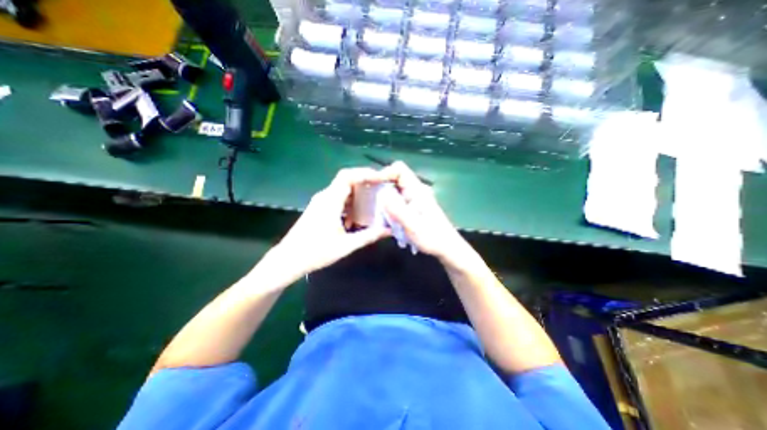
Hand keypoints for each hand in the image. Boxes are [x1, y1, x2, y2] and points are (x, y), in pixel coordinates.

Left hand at [272, 167, 391, 276]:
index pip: (347, 176)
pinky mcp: (318, 209)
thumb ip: (369, 236)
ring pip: (342, 191)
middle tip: (380, 190)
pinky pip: (337, 200)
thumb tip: (389, 230)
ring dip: (357, 195)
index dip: (364, 173)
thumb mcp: (346, 245)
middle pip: (346, 181)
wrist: (288, 260)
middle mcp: (324, 197)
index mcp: (330, 201)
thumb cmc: (316, 252)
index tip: (380, 178)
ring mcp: (320, 202)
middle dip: (364, 184)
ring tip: (372, 204)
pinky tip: (355, 219)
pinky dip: (349, 204)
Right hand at [379, 159, 463, 263]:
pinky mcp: (413, 208)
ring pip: (395, 191)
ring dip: (384, 199)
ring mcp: (415, 199)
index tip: (371, 184)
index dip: (384, 173)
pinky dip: (389, 207)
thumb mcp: (413, 225)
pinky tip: (387, 220)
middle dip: (381, 187)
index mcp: (417, 190)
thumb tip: (382, 193)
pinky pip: (397, 201)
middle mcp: (416, 191)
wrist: (447, 248)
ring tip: (378, 213)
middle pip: (395, 179)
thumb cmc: (432, 238)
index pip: (400, 169)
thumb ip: (398, 209)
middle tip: (371, 201)